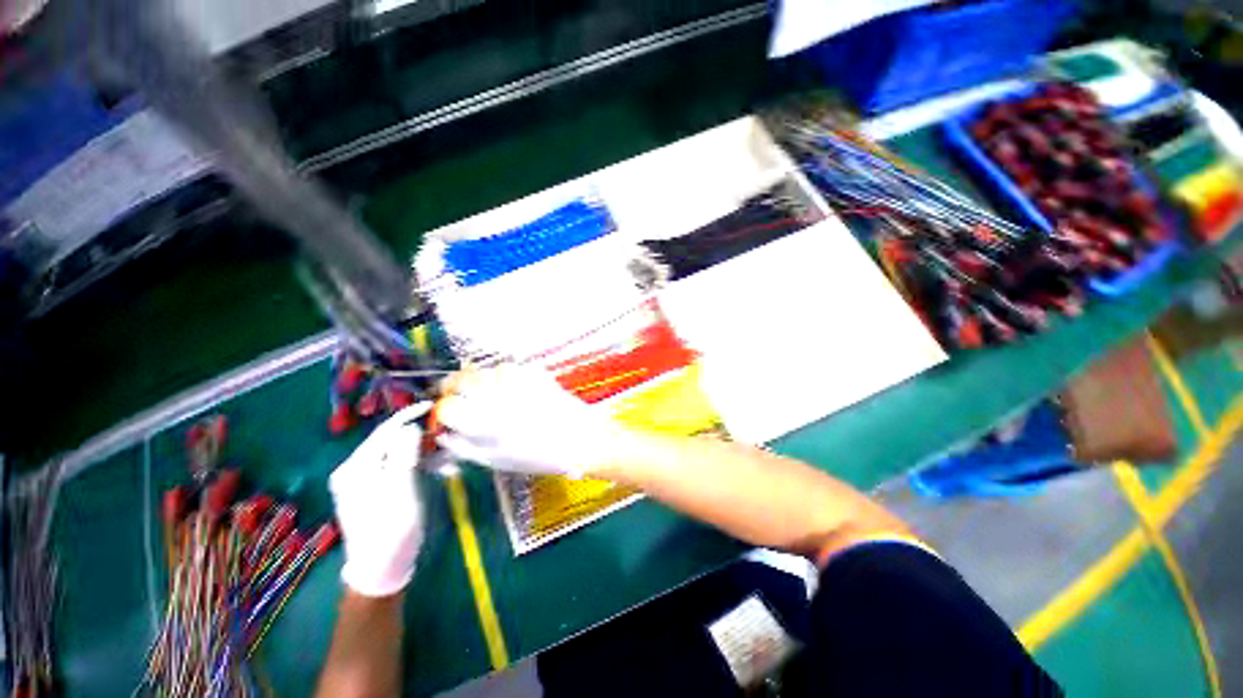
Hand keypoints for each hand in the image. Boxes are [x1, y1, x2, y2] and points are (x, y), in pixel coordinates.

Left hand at [329, 402, 430, 596]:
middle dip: (418, 435)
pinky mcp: (371, 489)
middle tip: (443, 435)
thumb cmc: (392, 529)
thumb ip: (404, 455)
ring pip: (395, 453)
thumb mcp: (402, 490)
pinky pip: (395, 466)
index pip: (384, 430)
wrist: (381, 569)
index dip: (409, 415)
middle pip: (389, 440)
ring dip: (420, 451)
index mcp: (355, 467)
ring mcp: (361, 480)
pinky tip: (433, 468)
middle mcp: (353, 469)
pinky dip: (414, 463)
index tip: (432, 405)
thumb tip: (410, 427)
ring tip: (444, 456)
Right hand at [436, 365, 630, 476]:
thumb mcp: (495, 460)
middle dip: (453, 388)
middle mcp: (501, 395)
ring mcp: (519, 379)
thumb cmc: (539, 456)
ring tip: (492, 398)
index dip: (443, 409)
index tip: (446, 414)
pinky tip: (513, 392)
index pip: (448, 405)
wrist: (581, 438)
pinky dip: (503, 378)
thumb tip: (443, 431)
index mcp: (488, 422)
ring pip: (484, 371)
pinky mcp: (535, 372)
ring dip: (480, 381)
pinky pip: (508, 369)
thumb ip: (463, 445)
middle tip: (461, 400)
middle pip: (461, 378)